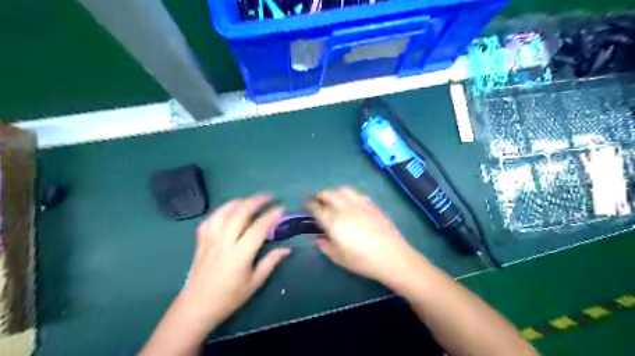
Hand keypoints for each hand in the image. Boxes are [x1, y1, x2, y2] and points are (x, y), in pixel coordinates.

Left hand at [181, 195, 291, 327]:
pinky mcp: (200, 241)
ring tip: (250, 200)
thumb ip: (270, 262)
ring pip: (223, 212)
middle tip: (268, 197)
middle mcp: (224, 242)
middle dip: (255, 201)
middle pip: (240, 213)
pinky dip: (220, 211)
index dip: (271, 215)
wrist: (196, 307)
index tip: (281, 208)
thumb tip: (287, 249)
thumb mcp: (254, 283)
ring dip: (238, 202)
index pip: (258, 228)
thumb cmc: (228, 298)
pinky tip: (228, 210)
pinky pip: (210, 220)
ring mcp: (210, 240)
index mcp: (240, 254)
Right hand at [306, 187, 425, 285]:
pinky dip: (349, 194)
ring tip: (333, 199)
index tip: (305, 204)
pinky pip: (357, 193)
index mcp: (334, 221)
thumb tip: (318, 238)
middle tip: (318, 202)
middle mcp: (345, 208)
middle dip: (320, 195)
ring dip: (334, 192)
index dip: (309, 204)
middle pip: (329, 193)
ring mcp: (360, 204)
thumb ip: (325, 246)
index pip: (317, 207)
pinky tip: (350, 202)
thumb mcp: (339, 258)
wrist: (393, 257)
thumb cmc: (363, 261)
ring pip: (343, 189)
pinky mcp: (372, 205)